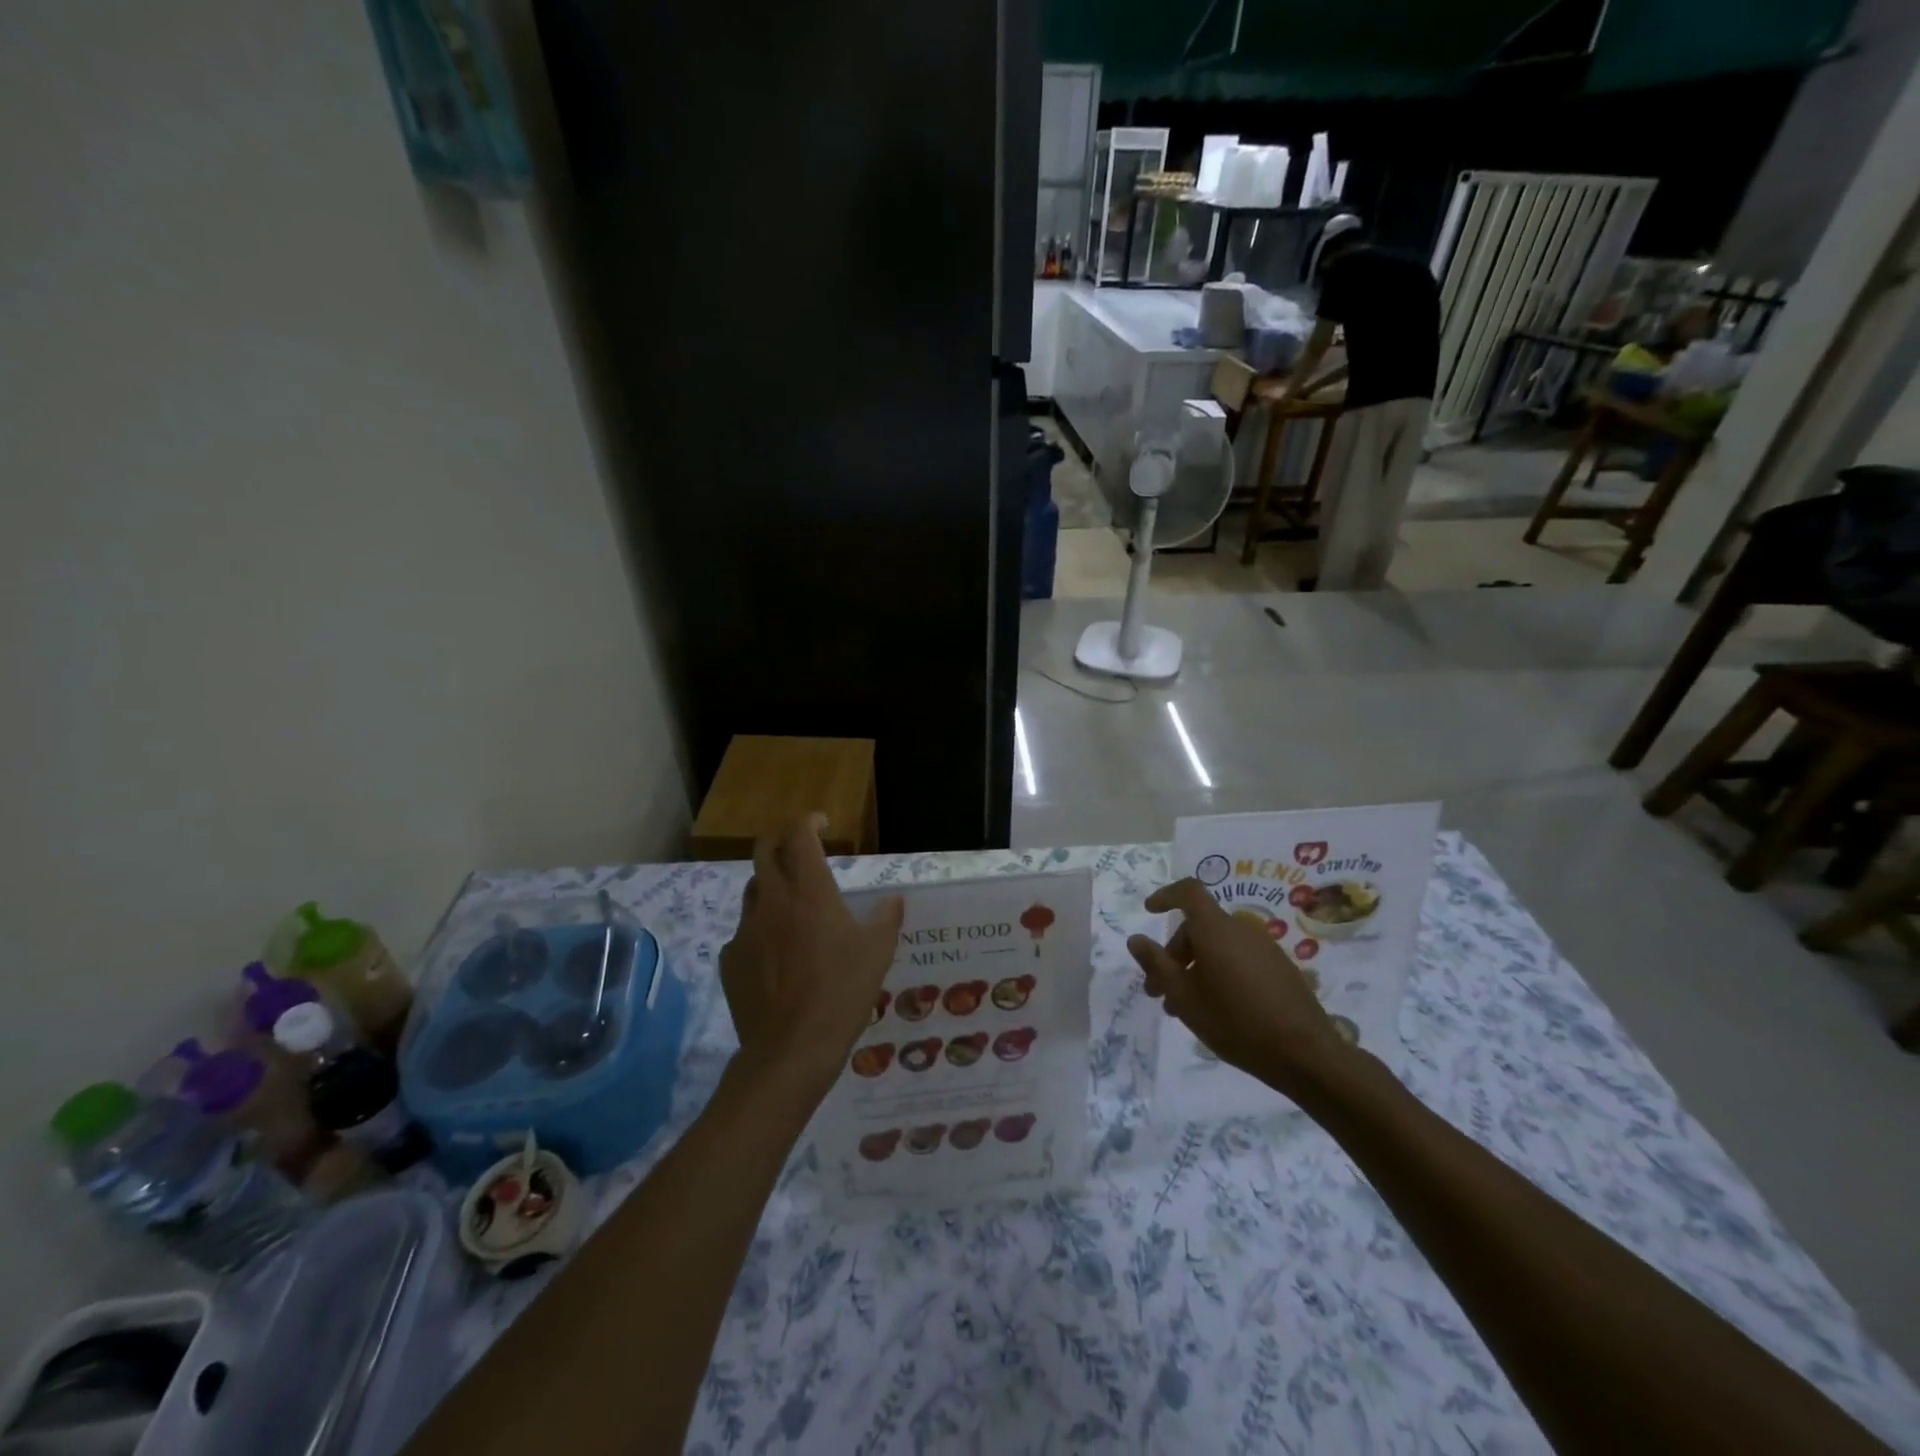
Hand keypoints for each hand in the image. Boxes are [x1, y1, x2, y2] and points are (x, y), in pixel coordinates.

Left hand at [719, 815, 903, 1096]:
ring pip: (753, 890)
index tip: (821, 823)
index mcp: (809, 891)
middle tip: (799, 848)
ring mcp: (745, 930)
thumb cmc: (841, 993)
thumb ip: (886, 919)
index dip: (808, 821)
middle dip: (781, 840)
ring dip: (771, 884)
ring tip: (791, 903)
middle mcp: (772, 901)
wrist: (790, 1050)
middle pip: (764, 850)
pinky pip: (745, 932)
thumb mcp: (877, 954)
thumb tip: (894, 900)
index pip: (799, 835)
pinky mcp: (730, 959)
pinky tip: (777, 954)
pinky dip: (761, 930)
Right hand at [1127, 878, 1355, 1101]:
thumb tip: (1136, 939)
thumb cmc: (1235, 1021)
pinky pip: (1239, 958)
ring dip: (1196, 968)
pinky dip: (1220, 972)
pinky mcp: (1280, 968)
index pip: (1188, 892)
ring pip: (1218, 946)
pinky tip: (1218, 1008)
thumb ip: (1157, 964)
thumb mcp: (1184, 997)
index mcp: (1216, 929)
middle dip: (1174, 954)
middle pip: (1199, 927)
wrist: (1306, 1054)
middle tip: (1159, 991)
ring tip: (1185, 1007)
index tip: (1149, 911)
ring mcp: (1265, 948)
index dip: (1166, 895)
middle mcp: (1241, 929)